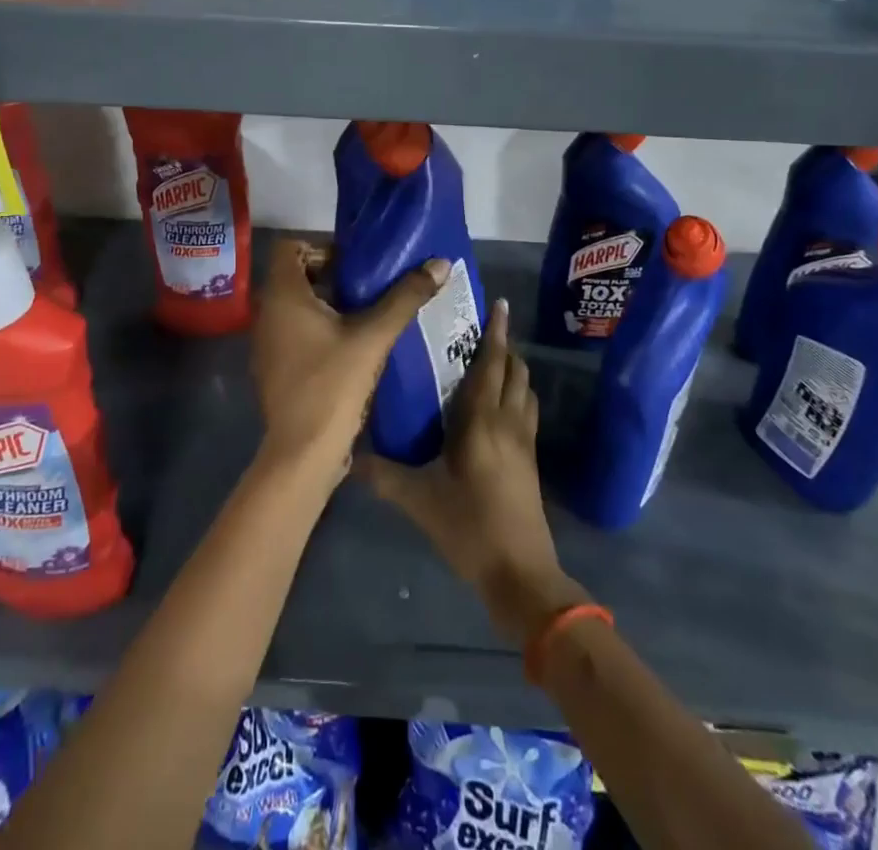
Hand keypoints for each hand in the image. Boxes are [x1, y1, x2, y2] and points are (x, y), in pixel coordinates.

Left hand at [249, 239, 448, 493]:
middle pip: (295, 276)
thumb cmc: (332, 385)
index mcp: (283, 296)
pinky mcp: (274, 368)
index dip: (320, 247)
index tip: (354, 262)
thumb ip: (405, 298)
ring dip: (327, 304)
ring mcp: (267, 344)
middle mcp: (267, 314)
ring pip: (295, 307)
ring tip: (366, 314)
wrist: (302, 453)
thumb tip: (440, 264)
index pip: (289, 247)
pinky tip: (350, 347)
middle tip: (368, 286)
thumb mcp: (373, 337)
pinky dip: (318, 330)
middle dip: (331, 276)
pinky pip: (294, 333)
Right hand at [361, 299, 589, 643]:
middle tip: (483, 330)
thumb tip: (347, 456)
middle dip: (504, 346)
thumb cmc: (469, 528)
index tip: (498, 304)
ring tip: (491, 361)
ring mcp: (524, 442)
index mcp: (483, 420)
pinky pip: (526, 412)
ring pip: (525, 390)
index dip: (496, 332)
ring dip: (513, 370)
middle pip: (515, 371)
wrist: (521, 574)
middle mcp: (509, 422)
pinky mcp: (530, 461)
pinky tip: (498, 408)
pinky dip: (516, 395)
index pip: (492, 363)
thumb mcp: (419, 501)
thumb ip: (383, 475)